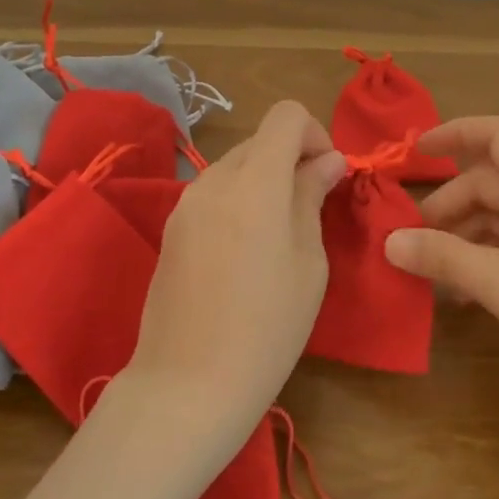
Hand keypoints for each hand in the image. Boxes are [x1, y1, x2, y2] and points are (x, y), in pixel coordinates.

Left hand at [123, 101, 348, 466]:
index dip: (315, 134)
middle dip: (292, 160)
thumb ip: (312, 197)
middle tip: (312, 209)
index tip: (327, 177)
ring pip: (235, 167)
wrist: (188, 382)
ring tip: (279, 237)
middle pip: (260, 141)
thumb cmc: (268, 327)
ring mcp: (185, 203)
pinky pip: (213, 194)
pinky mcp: (171, 228)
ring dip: (264, 182)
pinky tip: (245, 254)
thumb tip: (327, 160)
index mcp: (255, 182)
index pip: (285, 116)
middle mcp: (214, 179)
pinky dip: (238, 202)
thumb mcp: (308, 261)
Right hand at [383, 115, 498, 430]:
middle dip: (448, 203)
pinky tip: (465, 298)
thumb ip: (444, 257)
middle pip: (493, 183)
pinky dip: (486, 264)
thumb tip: (390, 240)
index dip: (457, 132)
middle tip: (412, 238)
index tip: (417, 151)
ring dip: (463, 238)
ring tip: (430, 271)